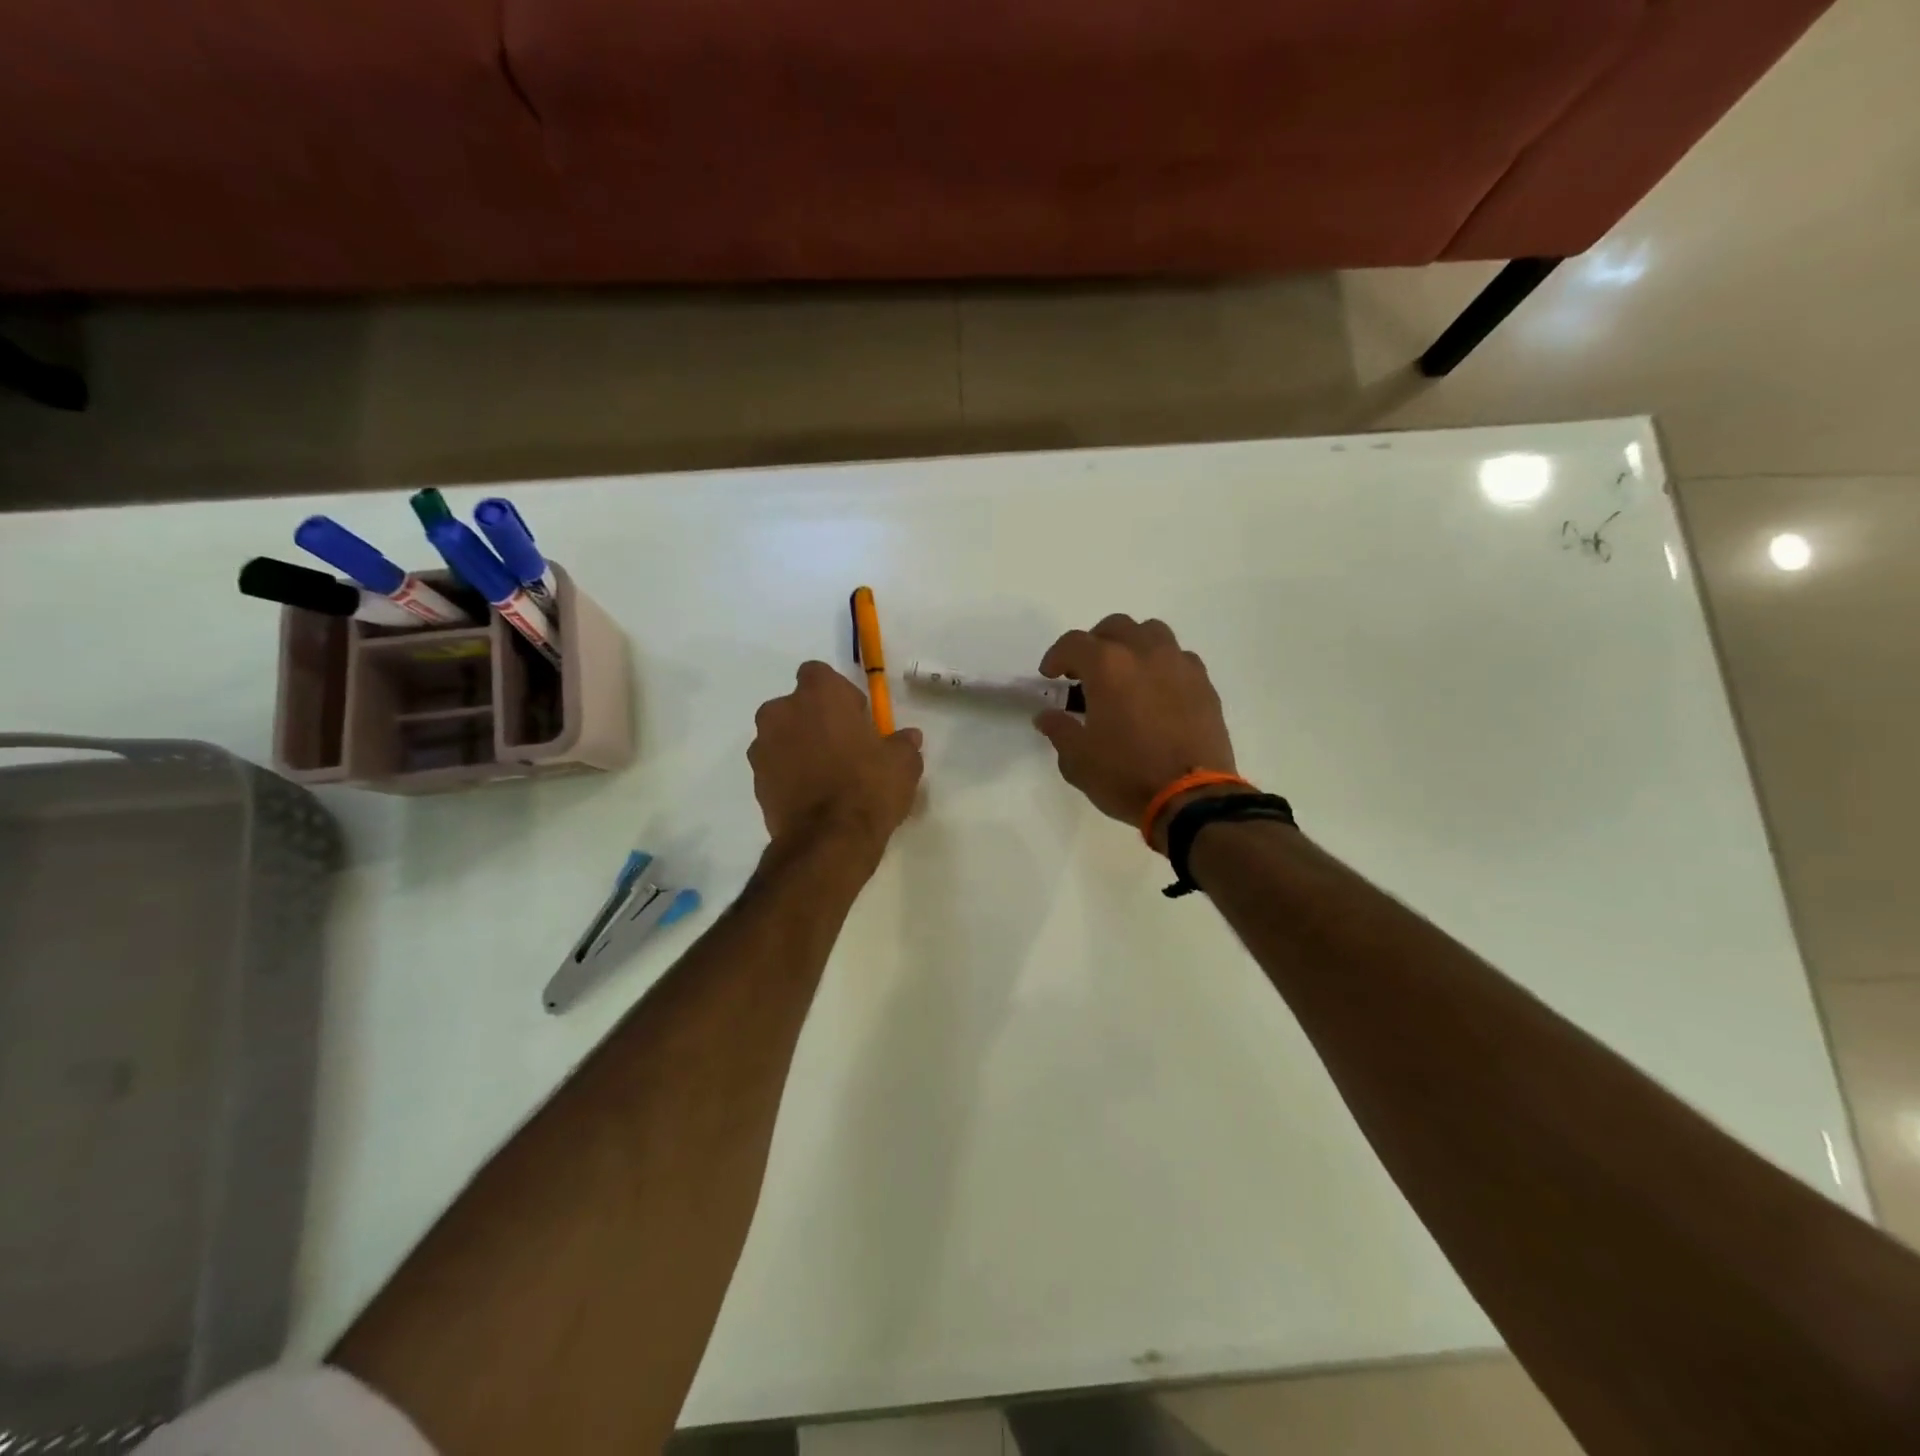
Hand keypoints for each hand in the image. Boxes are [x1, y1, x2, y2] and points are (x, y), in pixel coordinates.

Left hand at [749, 661, 923, 857]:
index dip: (838, 694)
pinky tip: (813, 796)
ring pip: (782, 736)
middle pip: (796, 705)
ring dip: (799, 747)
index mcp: (819, 695)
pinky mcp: (755, 780)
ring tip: (826, 776)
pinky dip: (789, 774)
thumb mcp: (903, 763)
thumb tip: (908, 737)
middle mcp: (782, 712)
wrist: (828, 840)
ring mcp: (763, 746)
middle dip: (815, 720)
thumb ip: (902, 743)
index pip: (819, 674)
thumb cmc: (869, 787)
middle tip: (842, 747)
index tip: (856, 719)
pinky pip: (775, 766)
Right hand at [1033, 615, 1237, 849]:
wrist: (1192, 798)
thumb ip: (1059, 730)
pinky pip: (1179, 658)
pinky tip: (1156, 692)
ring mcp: (1179, 665)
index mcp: (1108, 666)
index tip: (1050, 676)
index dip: (1056, 656)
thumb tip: (1047, 716)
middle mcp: (1145, 653)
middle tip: (1085, 672)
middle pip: (1116, 627)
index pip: (1074, 643)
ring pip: (1152, 633)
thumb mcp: (1078, 760)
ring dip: (1132, 645)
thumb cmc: (1126, 776)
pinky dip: (1161, 665)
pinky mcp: (1204, 684)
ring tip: (1124, 673)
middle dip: (1095, 643)